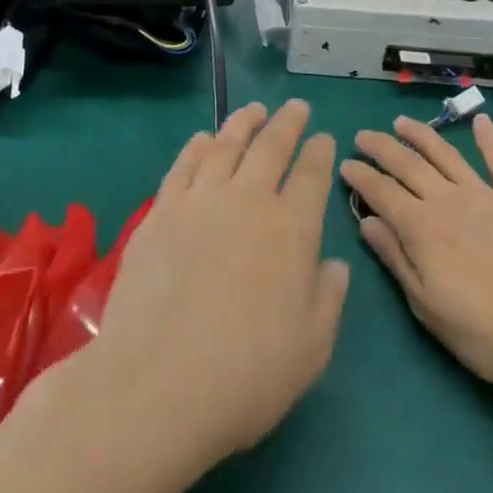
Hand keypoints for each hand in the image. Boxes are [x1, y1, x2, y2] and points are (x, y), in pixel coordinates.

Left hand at [92, 101, 349, 469]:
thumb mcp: (311, 349)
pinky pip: (184, 165)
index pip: (311, 175)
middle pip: (271, 147)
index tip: (324, 137)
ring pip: (226, 146)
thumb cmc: (247, 375)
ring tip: (253, 110)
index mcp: (292, 229)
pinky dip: (197, 146)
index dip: (320, 152)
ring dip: (243, 123)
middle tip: (295, 107)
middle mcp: (248, 201)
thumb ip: (328, 299)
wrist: (158, 384)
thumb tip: (334, 264)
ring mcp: (200, 201)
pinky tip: (203, 139)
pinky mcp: (160, 212)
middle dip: (287, 123)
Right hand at [342, 115, 492, 402]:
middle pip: (408, 164)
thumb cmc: (482, 332)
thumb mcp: (425, 305)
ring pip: (446, 155)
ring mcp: (485, 196)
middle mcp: (448, 201)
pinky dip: (489, 140)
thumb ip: (396, 258)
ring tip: (401, 122)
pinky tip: (481, 121)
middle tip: (363, 135)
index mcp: (421, 228)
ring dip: (421, 135)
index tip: (344, 164)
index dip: (361, 176)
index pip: (382, 192)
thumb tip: (368, 222)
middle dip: (382, 147)